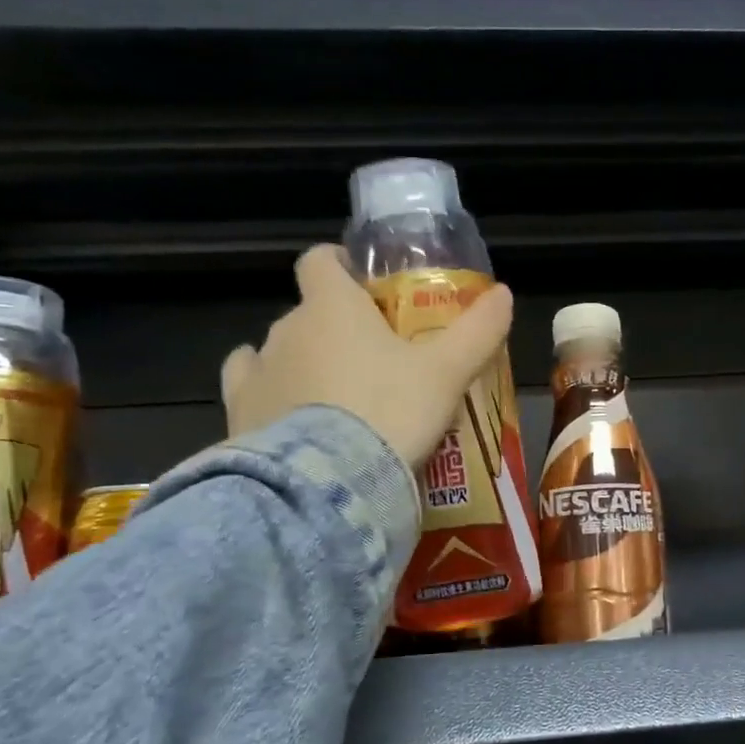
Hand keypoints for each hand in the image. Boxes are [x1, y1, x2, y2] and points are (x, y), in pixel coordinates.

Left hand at [220, 245, 514, 470]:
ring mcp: (257, 370)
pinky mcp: (238, 413)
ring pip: (278, 351)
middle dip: (335, 329)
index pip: (320, 261)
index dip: (339, 265)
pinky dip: (267, 395)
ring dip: (302, 363)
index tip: (362, 285)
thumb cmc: (391, 411)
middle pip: (308, 313)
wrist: (329, 482)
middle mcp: (286, 328)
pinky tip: (288, 418)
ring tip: (335, 400)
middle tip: (374, 363)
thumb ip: (477, 331)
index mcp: (331, 306)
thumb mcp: (446, 373)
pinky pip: (249, 388)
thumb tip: (505, 293)